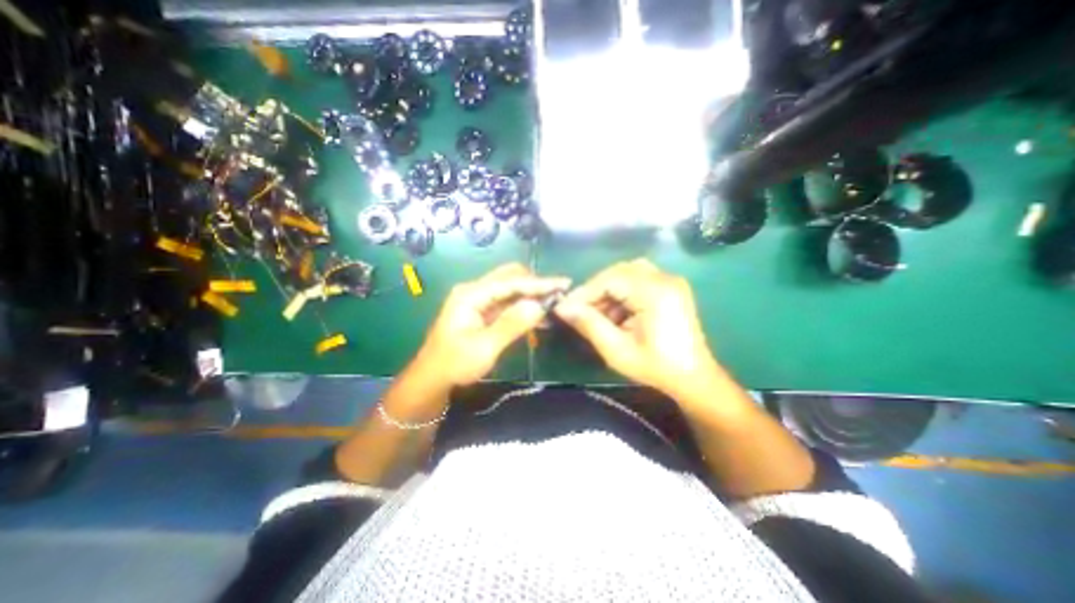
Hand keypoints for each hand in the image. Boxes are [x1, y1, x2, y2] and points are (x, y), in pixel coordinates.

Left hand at [413, 265, 570, 385]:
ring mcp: (478, 300)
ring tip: (554, 304)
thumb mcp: (484, 347)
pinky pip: (507, 303)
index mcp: (471, 294)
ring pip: (511, 289)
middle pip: (511, 277)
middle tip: (558, 295)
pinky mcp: (482, 311)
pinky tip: (539, 317)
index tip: (563, 284)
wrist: (432, 379)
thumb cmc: (455, 364)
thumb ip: (511, 324)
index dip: (539, 283)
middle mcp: (474, 290)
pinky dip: (523, 307)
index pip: (511, 282)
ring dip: (531, 295)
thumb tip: (538, 306)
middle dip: (535, 284)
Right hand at [553, 257, 721, 397]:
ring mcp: (669, 281)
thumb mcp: (617, 350)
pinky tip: (616, 314)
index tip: (564, 308)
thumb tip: (562, 308)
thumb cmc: (655, 367)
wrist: (693, 377)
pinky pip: (637, 280)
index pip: (610, 279)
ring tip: (598, 314)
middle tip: (579, 311)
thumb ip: (589, 325)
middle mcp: (664, 278)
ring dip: (608, 291)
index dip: (584, 292)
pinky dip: (621, 293)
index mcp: (655, 293)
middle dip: (595, 291)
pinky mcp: (670, 287)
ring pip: (626, 274)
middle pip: (618, 272)